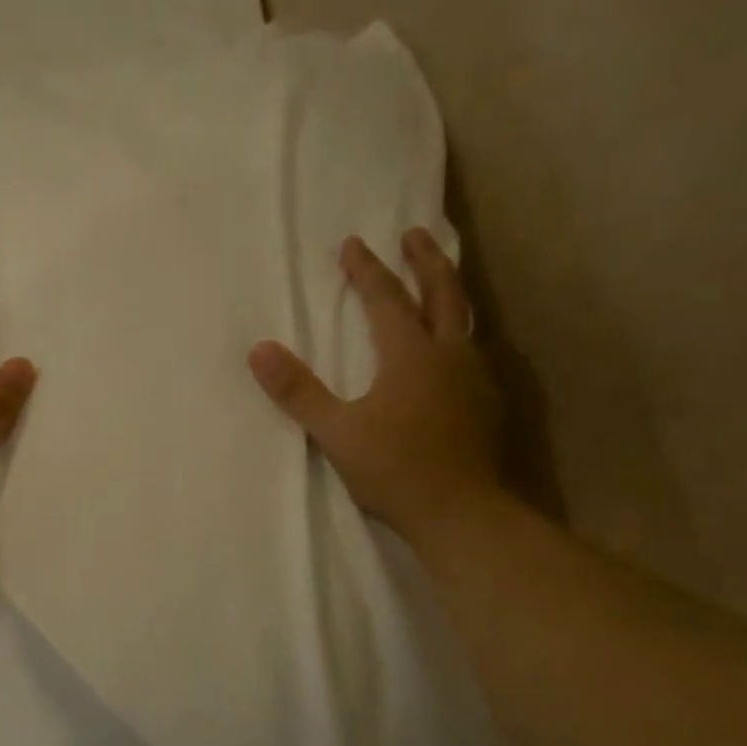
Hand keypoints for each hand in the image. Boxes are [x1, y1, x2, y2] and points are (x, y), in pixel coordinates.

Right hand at [249, 229, 504, 542]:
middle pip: (442, 292)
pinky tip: (453, 349)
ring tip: (439, 279)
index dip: (367, 271)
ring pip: (465, 318)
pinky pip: (474, 350)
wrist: (460, 511)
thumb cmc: (393, 470)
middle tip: (414, 234)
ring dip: (449, 290)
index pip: (386, 300)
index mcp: (410, 356)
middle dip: (425, 260)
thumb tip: (258, 351)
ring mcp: (475, 377)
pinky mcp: (487, 402)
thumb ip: (298, 391)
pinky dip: (460, 332)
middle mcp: (448, 355)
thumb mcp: (335, 432)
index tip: (352, 244)